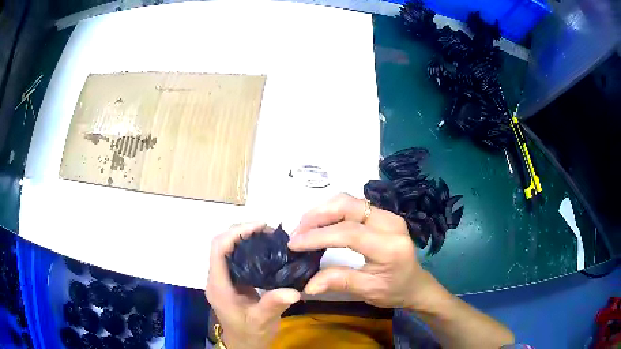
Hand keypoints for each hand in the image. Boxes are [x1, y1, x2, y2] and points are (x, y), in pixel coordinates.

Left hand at [205, 222, 300, 348]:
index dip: (235, 233)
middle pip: (220, 244)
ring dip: (244, 237)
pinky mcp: (230, 280)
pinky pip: (234, 257)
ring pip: (226, 248)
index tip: (260, 227)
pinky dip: (247, 247)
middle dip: (241, 231)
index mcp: (219, 286)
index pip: (218, 249)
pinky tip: (264, 250)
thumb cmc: (250, 334)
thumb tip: (293, 291)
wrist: (244, 344)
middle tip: (267, 230)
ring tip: (267, 236)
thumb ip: (272, 306)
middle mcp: (217, 278)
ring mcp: (222, 279)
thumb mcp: (262, 322)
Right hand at [289, 193, 444, 309]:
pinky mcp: (382, 214)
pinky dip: (332, 211)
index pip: (349, 233)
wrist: (416, 284)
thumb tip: (307, 285)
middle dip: (317, 215)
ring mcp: (387, 215)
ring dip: (322, 210)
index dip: (318, 236)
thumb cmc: (394, 290)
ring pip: (348, 200)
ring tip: (304, 228)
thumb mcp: (368, 291)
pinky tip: (320, 224)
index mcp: (390, 246)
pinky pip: (352, 205)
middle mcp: (390, 223)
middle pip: (348, 206)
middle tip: (297, 233)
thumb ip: (339, 282)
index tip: (294, 244)